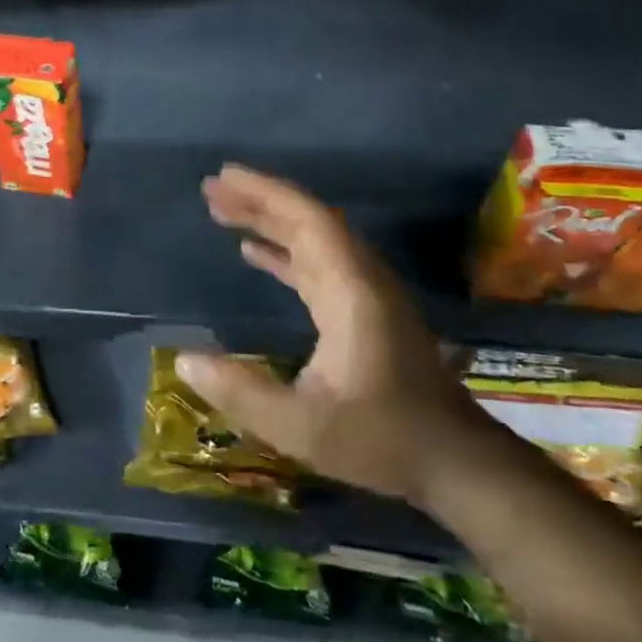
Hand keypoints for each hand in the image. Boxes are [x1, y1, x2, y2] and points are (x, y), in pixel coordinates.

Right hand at [176, 164, 489, 504]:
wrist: (457, 465)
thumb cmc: (383, 440)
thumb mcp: (302, 427)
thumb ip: (241, 393)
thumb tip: (184, 360)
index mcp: (351, 292)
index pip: (309, 222)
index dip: (266, 194)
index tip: (224, 177)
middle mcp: (360, 281)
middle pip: (309, 223)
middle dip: (259, 202)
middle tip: (211, 190)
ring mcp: (364, 296)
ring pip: (313, 242)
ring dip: (269, 223)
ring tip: (223, 212)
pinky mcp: (363, 314)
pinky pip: (317, 266)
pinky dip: (283, 253)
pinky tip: (253, 253)